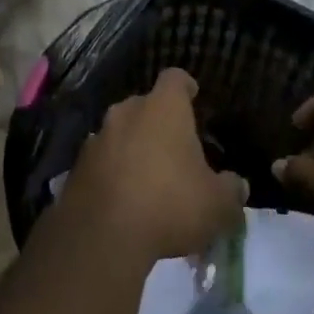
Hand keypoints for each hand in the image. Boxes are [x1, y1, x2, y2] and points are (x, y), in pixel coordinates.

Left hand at [66, 68, 248, 263]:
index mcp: (164, 109)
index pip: (175, 79)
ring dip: (133, 147)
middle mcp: (127, 112)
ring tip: (149, 177)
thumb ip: (231, 190)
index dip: (185, 87)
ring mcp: (97, 136)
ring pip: (121, 132)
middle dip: (159, 122)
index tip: (193, 97)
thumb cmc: (170, 205)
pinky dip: (113, 170)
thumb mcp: (217, 205)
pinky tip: (123, 198)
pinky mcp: (77, 165)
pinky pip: (102, 159)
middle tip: (175, 149)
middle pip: (145, 105)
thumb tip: (236, 185)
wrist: (102, 234)